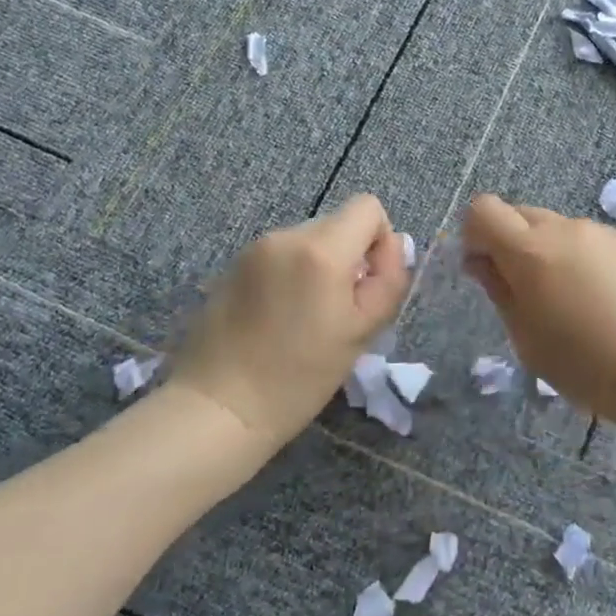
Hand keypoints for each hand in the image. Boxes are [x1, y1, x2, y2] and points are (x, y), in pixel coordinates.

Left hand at [170, 195, 410, 449]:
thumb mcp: (362, 332)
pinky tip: (278, 317)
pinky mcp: (233, 265)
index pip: (368, 207)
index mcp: (321, 249)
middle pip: (338, 223)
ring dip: (319, 266)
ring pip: (309, 240)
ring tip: (306, 316)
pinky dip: (291, 274)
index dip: (380, 240)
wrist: (219, 408)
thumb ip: (389, 281)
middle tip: (340, 308)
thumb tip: (397, 245)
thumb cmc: (299, 377)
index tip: (368, 283)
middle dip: (349, 256)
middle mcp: (286, 235)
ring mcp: (254, 248)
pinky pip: (280, 255)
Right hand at [461, 193, 615, 430]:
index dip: (474, 233)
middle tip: (525, 291)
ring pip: (559, 229)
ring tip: (573, 303)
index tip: (484, 268)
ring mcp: (604, 232)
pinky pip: (592, 241)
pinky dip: (584, 260)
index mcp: (531, 251)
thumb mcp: (528, 339)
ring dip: (550, 252)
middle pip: (521, 214)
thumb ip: (499, 290)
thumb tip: (481, 260)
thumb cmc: (588, 367)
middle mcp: (566, 229)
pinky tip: (607, 302)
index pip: (484, 209)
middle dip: (510, 242)